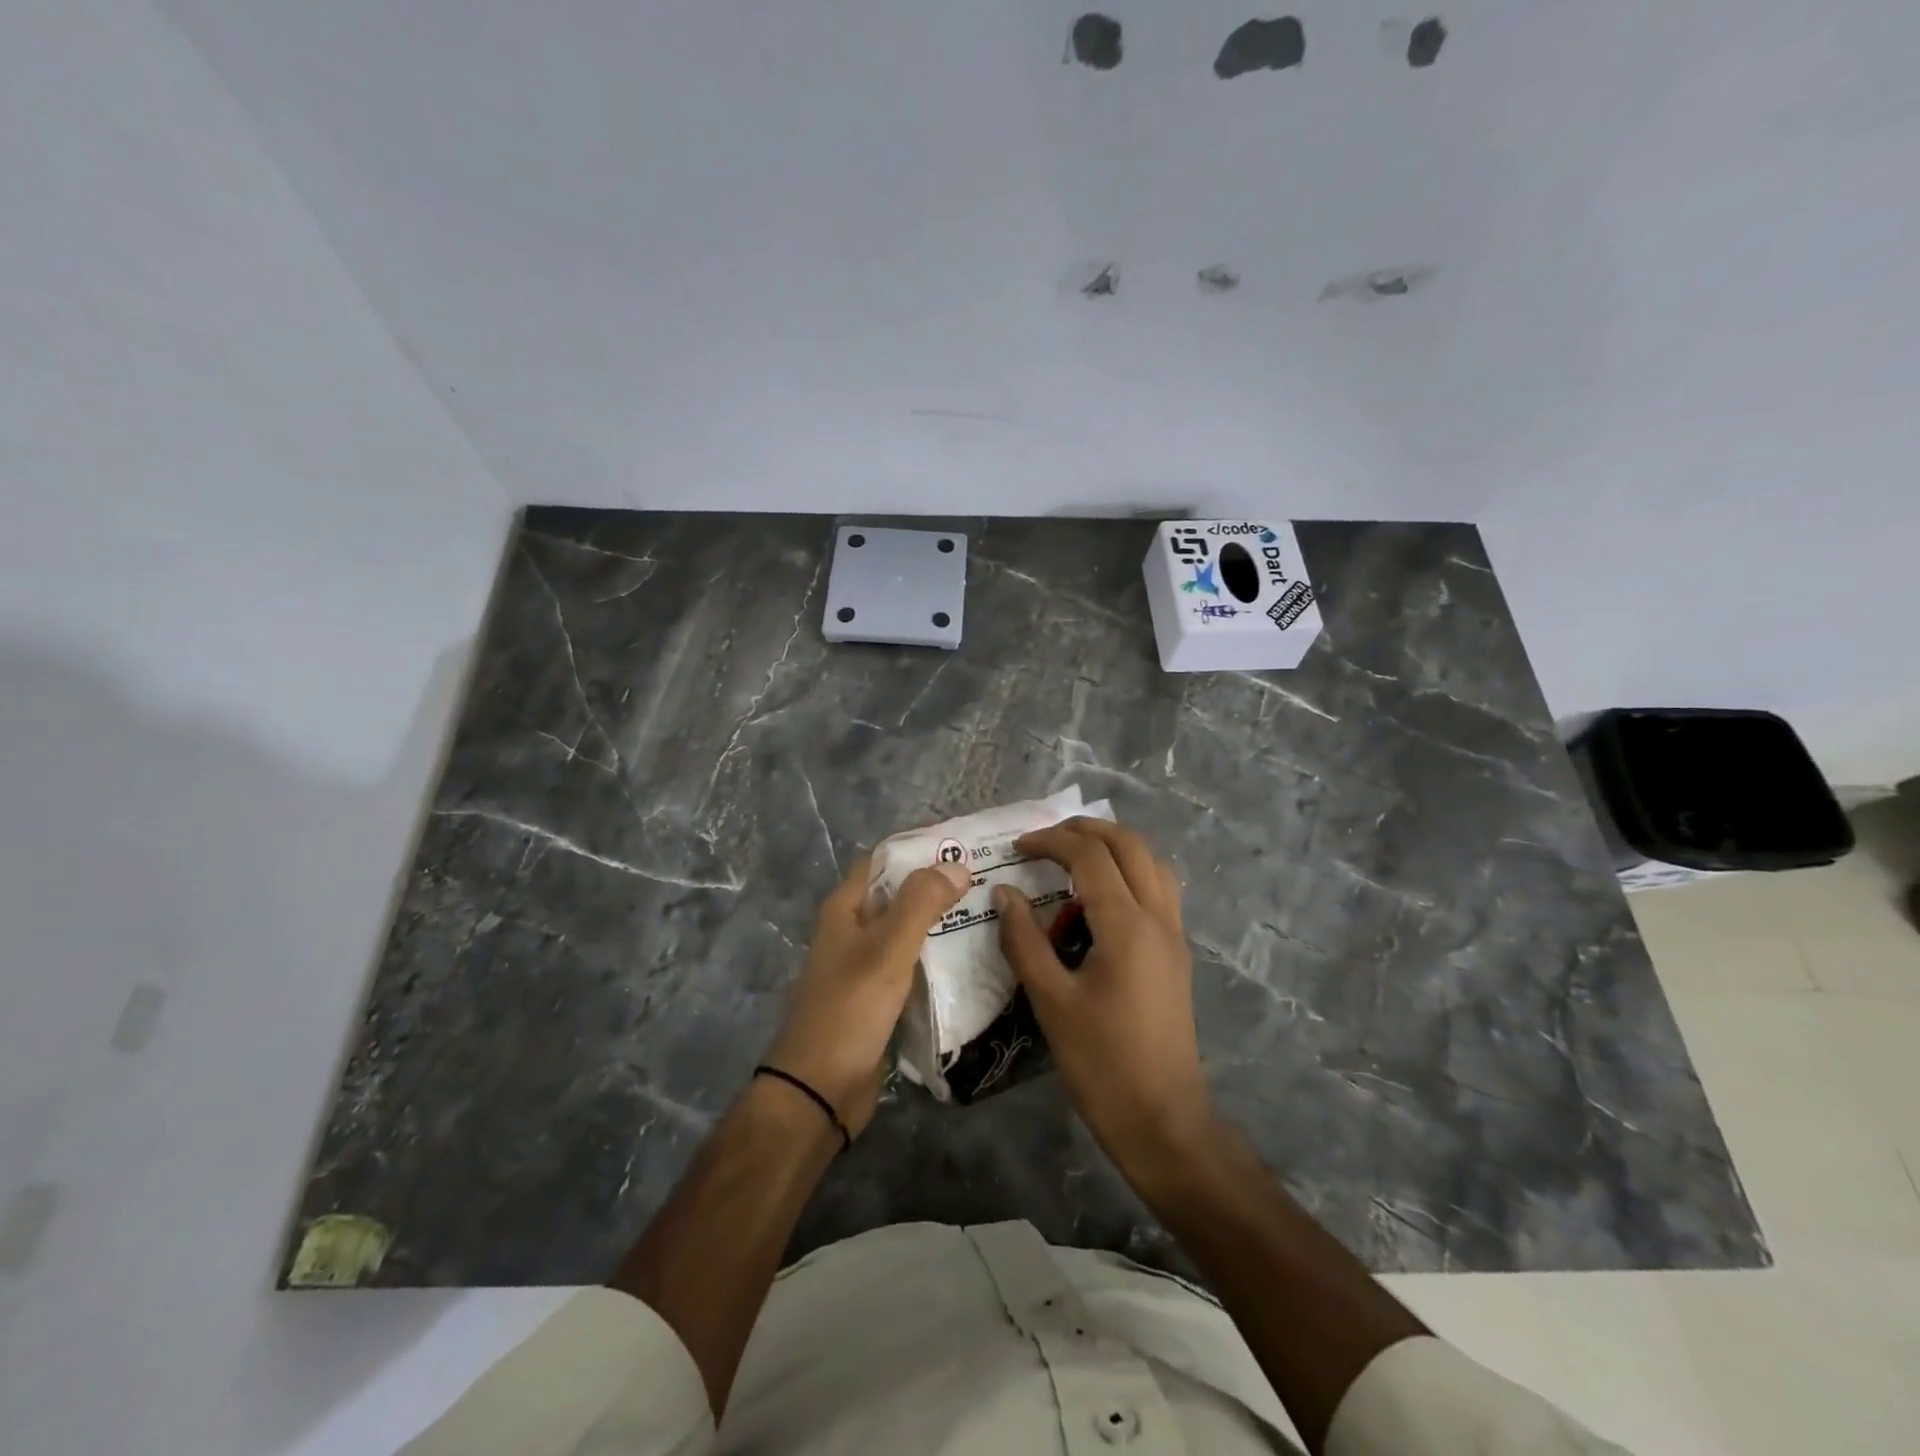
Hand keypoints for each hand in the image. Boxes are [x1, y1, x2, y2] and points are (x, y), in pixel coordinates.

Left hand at [764, 853, 969, 1137]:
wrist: (820, 1089)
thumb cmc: (850, 1008)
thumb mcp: (887, 948)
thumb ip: (921, 902)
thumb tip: (957, 865)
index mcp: (846, 908)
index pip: (884, 858)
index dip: (920, 847)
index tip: (965, 845)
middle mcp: (853, 929)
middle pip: (899, 893)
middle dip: (939, 883)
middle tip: (990, 878)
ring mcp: (865, 965)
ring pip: (908, 930)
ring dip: (942, 920)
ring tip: (990, 912)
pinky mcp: (879, 997)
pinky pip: (913, 964)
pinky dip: (938, 956)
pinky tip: (972, 957)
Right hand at [993, 818, 1216, 1176]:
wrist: (1163, 1119)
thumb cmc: (1102, 1062)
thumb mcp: (1051, 1001)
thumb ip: (1024, 940)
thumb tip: (1004, 893)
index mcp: (1127, 924)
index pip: (1090, 855)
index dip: (1051, 840)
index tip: (1017, 847)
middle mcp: (1158, 916)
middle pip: (1129, 844)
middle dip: (1086, 829)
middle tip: (1046, 838)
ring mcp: (1174, 933)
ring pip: (1151, 861)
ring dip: (1114, 846)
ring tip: (1074, 856)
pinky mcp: (1177, 952)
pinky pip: (1159, 888)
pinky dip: (1131, 871)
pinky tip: (1101, 897)